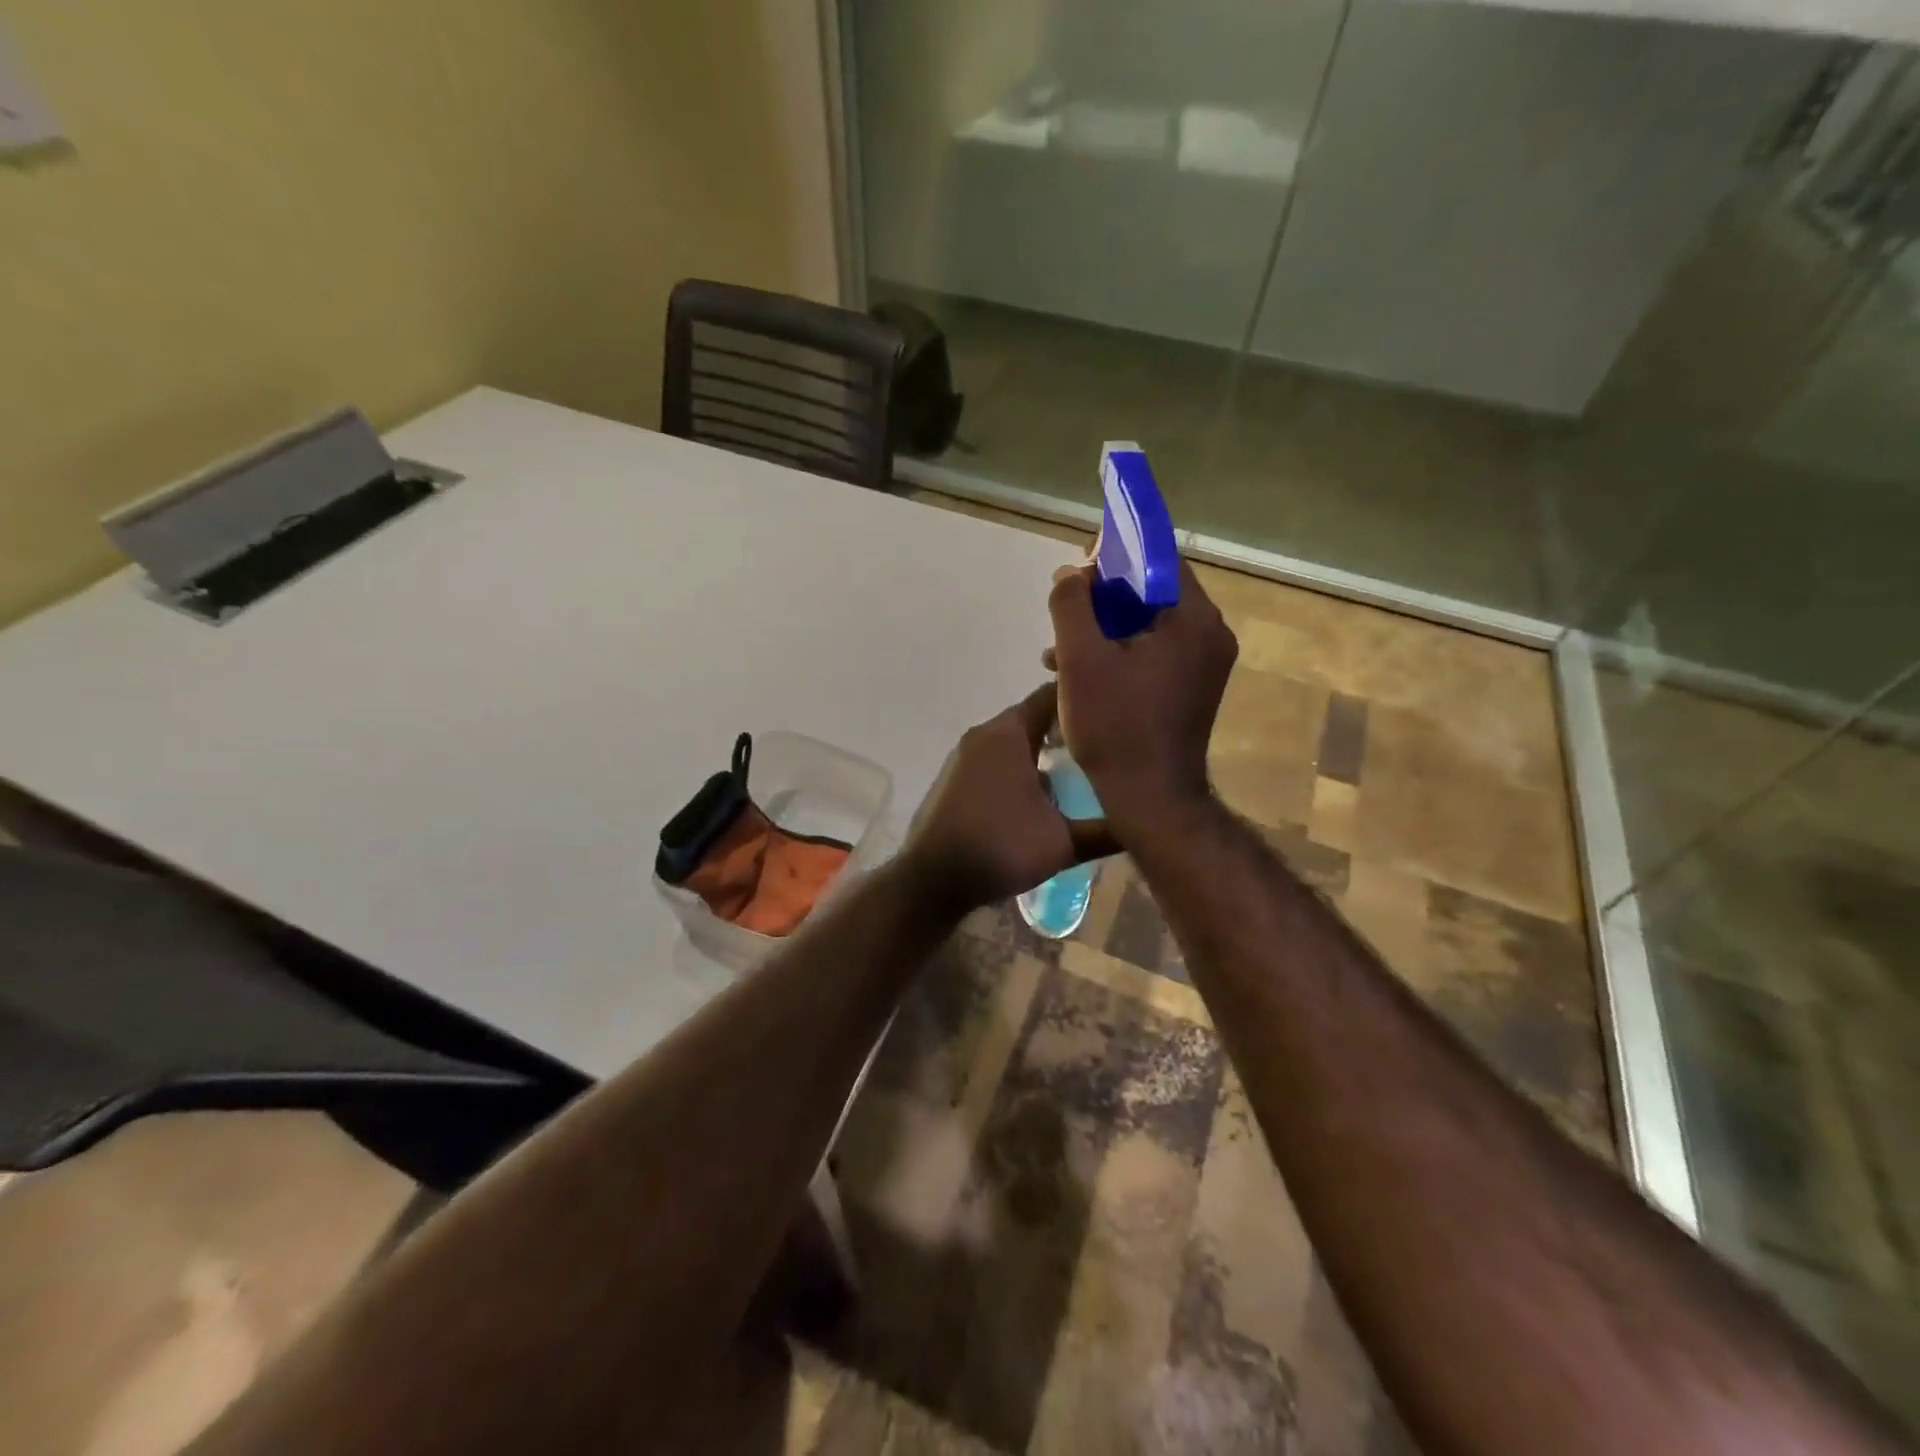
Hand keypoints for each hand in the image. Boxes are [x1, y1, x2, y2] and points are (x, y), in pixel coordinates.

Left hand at [900, 682, 1119, 917]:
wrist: (932, 879)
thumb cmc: (1000, 847)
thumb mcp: (1063, 842)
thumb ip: (1106, 830)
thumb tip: (1146, 823)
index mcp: (1009, 733)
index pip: (1052, 695)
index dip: (1084, 699)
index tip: (1116, 709)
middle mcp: (983, 734)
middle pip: (1033, 716)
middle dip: (1067, 727)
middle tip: (1105, 742)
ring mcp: (964, 756)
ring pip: (1013, 740)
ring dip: (1042, 749)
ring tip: (1079, 767)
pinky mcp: (954, 779)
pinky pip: (996, 760)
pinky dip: (1020, 766)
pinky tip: (1041, 792)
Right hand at [1045, 561, 1237, 836]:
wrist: (1150, 800)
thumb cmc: (1115, 725)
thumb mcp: (1081, 658)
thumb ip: (1071, 604)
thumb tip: (1071, 574)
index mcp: (1194, 620)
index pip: (1159, 559)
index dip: (1116, 552)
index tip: (1080, 563)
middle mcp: (1210, 635)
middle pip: (1153, 593)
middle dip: (1103, 597)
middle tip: (1064, 607)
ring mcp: (1204, 665)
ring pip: (1149, 626)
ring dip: (1104, 628)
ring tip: (1059, 649)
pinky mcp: (1191, 690)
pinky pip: (1153, 653)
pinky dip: (1119, 653)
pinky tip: (1078, 672)